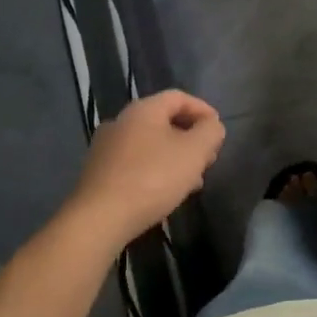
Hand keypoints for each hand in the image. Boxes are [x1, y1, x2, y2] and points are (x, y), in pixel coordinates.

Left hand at [67, 91, 224, 247]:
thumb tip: (211, 126)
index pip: (179, 97)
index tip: (218, 131)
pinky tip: (166, 193)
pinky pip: (135, 163)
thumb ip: (210, 132)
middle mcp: (120, 121)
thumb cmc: (152, 178)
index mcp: (143, 110)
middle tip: (208, 158)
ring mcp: (105, 148)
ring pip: (150, 144)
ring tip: (193, 180)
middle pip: (163, 121)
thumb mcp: (194, 152)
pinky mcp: (98, 173)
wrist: (100, 218)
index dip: (203, 110)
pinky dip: (156, 170)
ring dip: (174, 157)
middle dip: (190, 137)